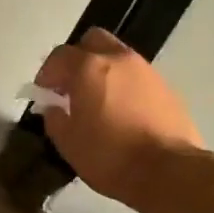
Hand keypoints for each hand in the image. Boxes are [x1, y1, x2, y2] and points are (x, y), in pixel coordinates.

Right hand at [34, 29, 201, 203]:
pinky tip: (124, 113)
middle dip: (78, 58)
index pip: (60, 55)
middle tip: (72, 86)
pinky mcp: (167, 88)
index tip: (44, 92)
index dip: (47, 72)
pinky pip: (138, 77)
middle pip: (93, 41)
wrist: (168, 171)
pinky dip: (125, 86)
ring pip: (118, 57)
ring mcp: (147, 71)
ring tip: (99, 102)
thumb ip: (54, 119)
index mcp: (89, 68)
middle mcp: (119, 59)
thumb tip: (54, 108)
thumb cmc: (110, 156)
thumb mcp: (68, 143)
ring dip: (104, 71)